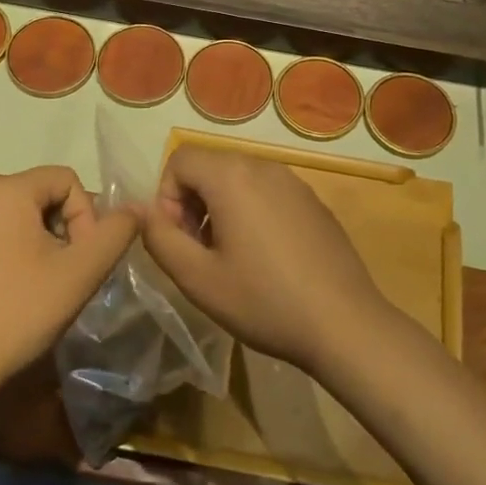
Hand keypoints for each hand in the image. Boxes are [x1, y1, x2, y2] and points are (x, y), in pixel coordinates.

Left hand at [0, 167, 136, 404]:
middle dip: (60, 230)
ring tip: (34, 290)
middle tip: (63, 278)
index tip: (81, 260)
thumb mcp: (79, 274)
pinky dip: (2, 258)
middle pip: (37, 196)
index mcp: (6, 191)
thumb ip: (115, 234)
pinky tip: (0, 300)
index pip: (65, 178)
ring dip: (33, 245)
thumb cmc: (15, 315)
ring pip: (10, 219)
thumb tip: (135, 209)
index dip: (86, 215)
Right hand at [138, 146, 394, 374]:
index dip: (167, 198)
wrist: (344, 324)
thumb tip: (141, 209)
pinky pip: (268, 194)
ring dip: (221, 210)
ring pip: (239, 180)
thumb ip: (159, 238)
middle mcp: (264, 166)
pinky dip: (252, 214)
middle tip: (201, 253)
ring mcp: (294, 182)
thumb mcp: (197, 278)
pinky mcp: (314, 202)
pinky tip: (267, 261)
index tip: (179, 241)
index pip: (180, 160)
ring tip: (232, 260)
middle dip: (192, 204)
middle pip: (210, 167)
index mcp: (232, 176)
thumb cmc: (264, 301)